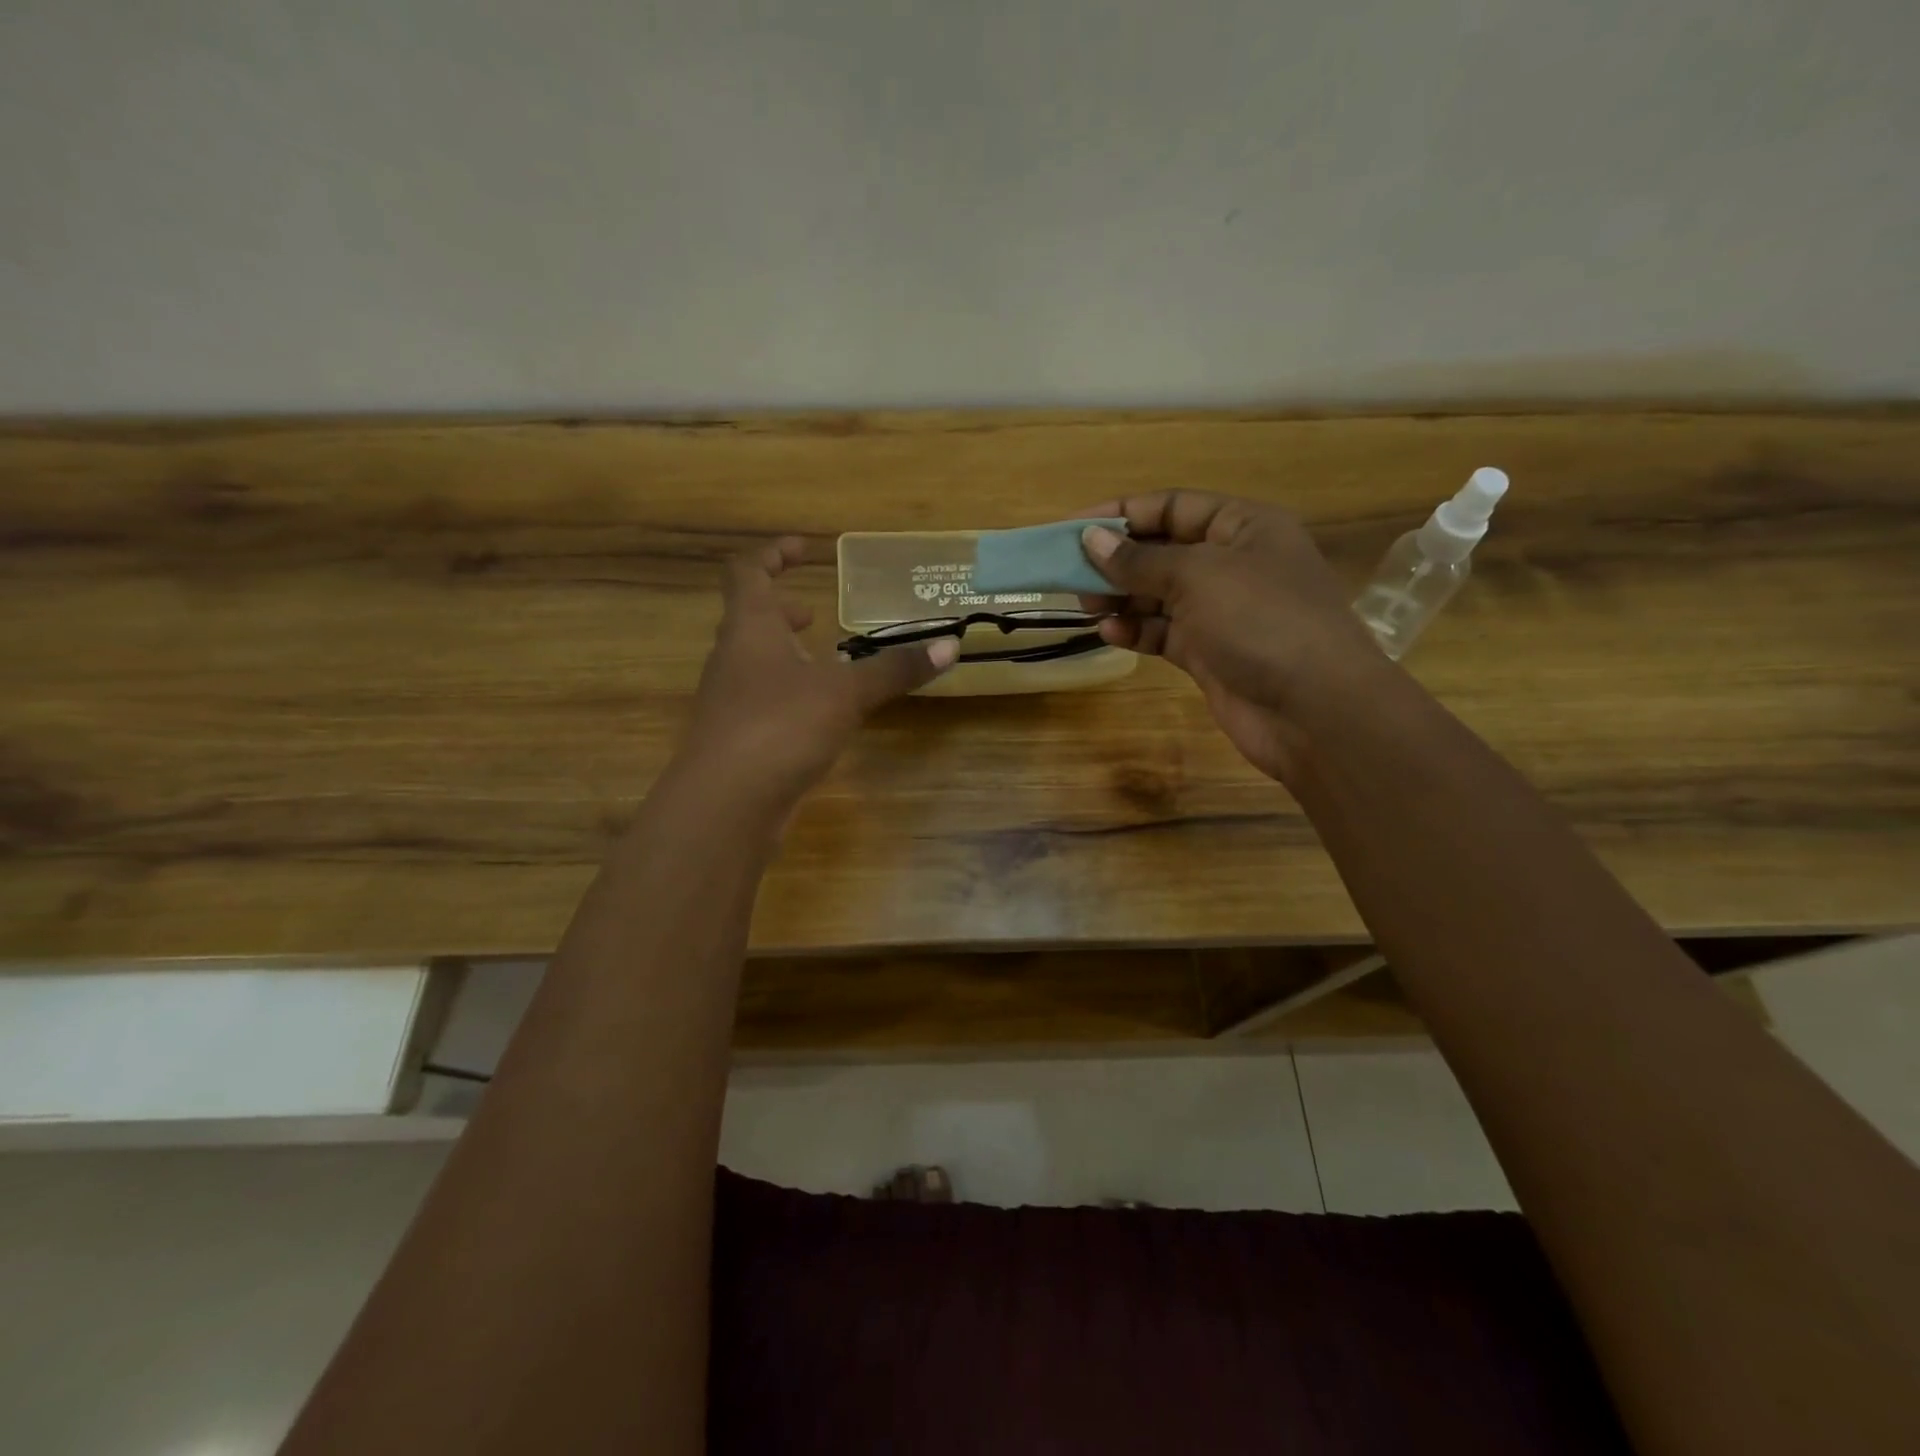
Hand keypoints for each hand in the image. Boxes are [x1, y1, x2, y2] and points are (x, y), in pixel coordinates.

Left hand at [680, 538, 955, 810]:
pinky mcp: (737, 738)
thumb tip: (950, 646)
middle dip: (781, 610)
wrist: (725, 803)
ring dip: (785, 655)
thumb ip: (894, 670)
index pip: (748, 572)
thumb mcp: (846, 693)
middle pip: (749, 619)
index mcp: (750, 629)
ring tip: (824, 662)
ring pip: (755, 664)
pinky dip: (788, 694)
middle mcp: (732, 658)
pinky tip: (818, 715)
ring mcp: (729, 701)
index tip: (803, 548)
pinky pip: (762, 701)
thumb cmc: (780, 726)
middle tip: (814, 612)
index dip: (772, 554)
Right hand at [1077, 492, 1386, 782]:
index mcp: (1243, 527)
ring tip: (1086, 606)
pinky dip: (1137, 631)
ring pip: (1158, 595)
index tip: (1071, 529)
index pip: (1173, 506)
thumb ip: (1140, 560)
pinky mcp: (1210, 652)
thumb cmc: (1261, 621)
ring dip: (1121, 598)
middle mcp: (1233, 564)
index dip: (1121, 514)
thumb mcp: (1197, 576)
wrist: (1313, 709)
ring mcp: (1222, 612)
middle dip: (1116, 561)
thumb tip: (1091, 540)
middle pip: (1162, 551)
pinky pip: (1163, 632)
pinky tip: (1110, 634)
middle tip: (1071, 575)